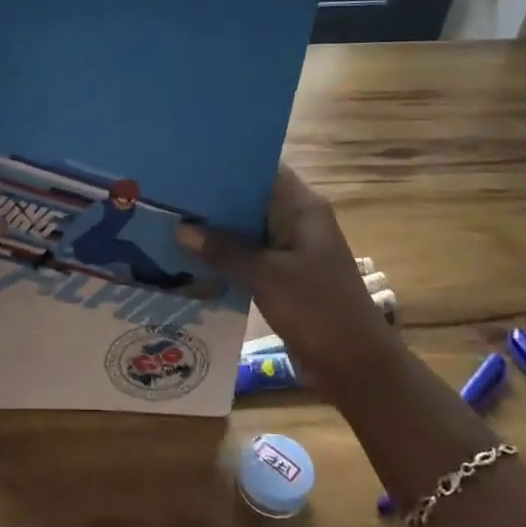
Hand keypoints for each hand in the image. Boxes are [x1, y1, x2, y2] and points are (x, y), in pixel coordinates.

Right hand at [178, 166, 395, 381]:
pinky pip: (250, 255)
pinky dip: (226, 255)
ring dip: (217, 229)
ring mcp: (292, 249)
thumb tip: (180, 228)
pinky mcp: (284, 275)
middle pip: (251, 198)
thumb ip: (223, 250)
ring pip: (248, 229)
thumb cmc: (317, 309)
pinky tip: (192, 256)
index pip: (263, 169)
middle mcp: (298, 221)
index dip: (228, 163)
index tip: (189, 161)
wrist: (356, 366)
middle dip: (214, 197)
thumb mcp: (265, 276)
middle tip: (169, 192)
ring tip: (171, 219)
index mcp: (303, 208)